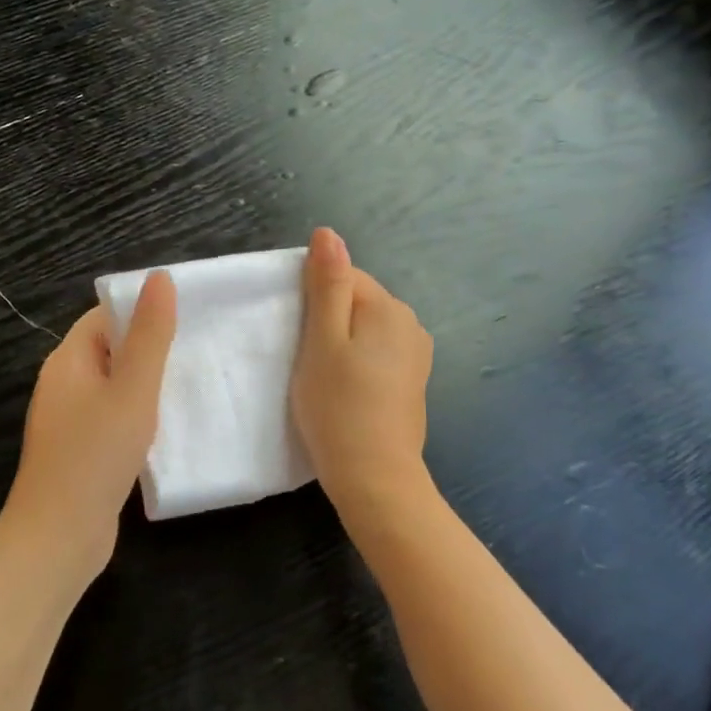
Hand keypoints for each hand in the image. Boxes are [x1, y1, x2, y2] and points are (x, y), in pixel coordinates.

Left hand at [1, 272, 176, 580]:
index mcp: (68, 361)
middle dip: (149, 348)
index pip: (104, 317)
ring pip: (114, 387)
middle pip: (109, 350)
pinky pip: (112, 418)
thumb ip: (149, 336)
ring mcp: (69, 421)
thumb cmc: (95, 455)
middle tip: (198, 349)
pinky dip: (138, 416)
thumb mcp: (132, 390)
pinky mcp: (80, 451)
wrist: (60, 536)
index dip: (141, 311)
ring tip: (192, 383)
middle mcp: (63, 385)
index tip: (186, 315)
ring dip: (146, 384)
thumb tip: (159, 278)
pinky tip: (169, 426)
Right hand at [292, 228, 433, 509]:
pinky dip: (356, 362)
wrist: (375, 477)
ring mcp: (416, 355)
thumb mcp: (322, 341)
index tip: (293, 333)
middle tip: (302, 356)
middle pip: (356, 301)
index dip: (312, 299)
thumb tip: (328, 233)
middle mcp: (411, 324)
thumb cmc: (338, 407)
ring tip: (319, 375)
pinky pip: (377, 354)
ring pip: (365, 329)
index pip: (343, 276)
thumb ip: (327, 285)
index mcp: (389, 308)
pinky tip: (343, 389)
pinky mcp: (413, 382)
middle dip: (327, 318)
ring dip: (340, 342)